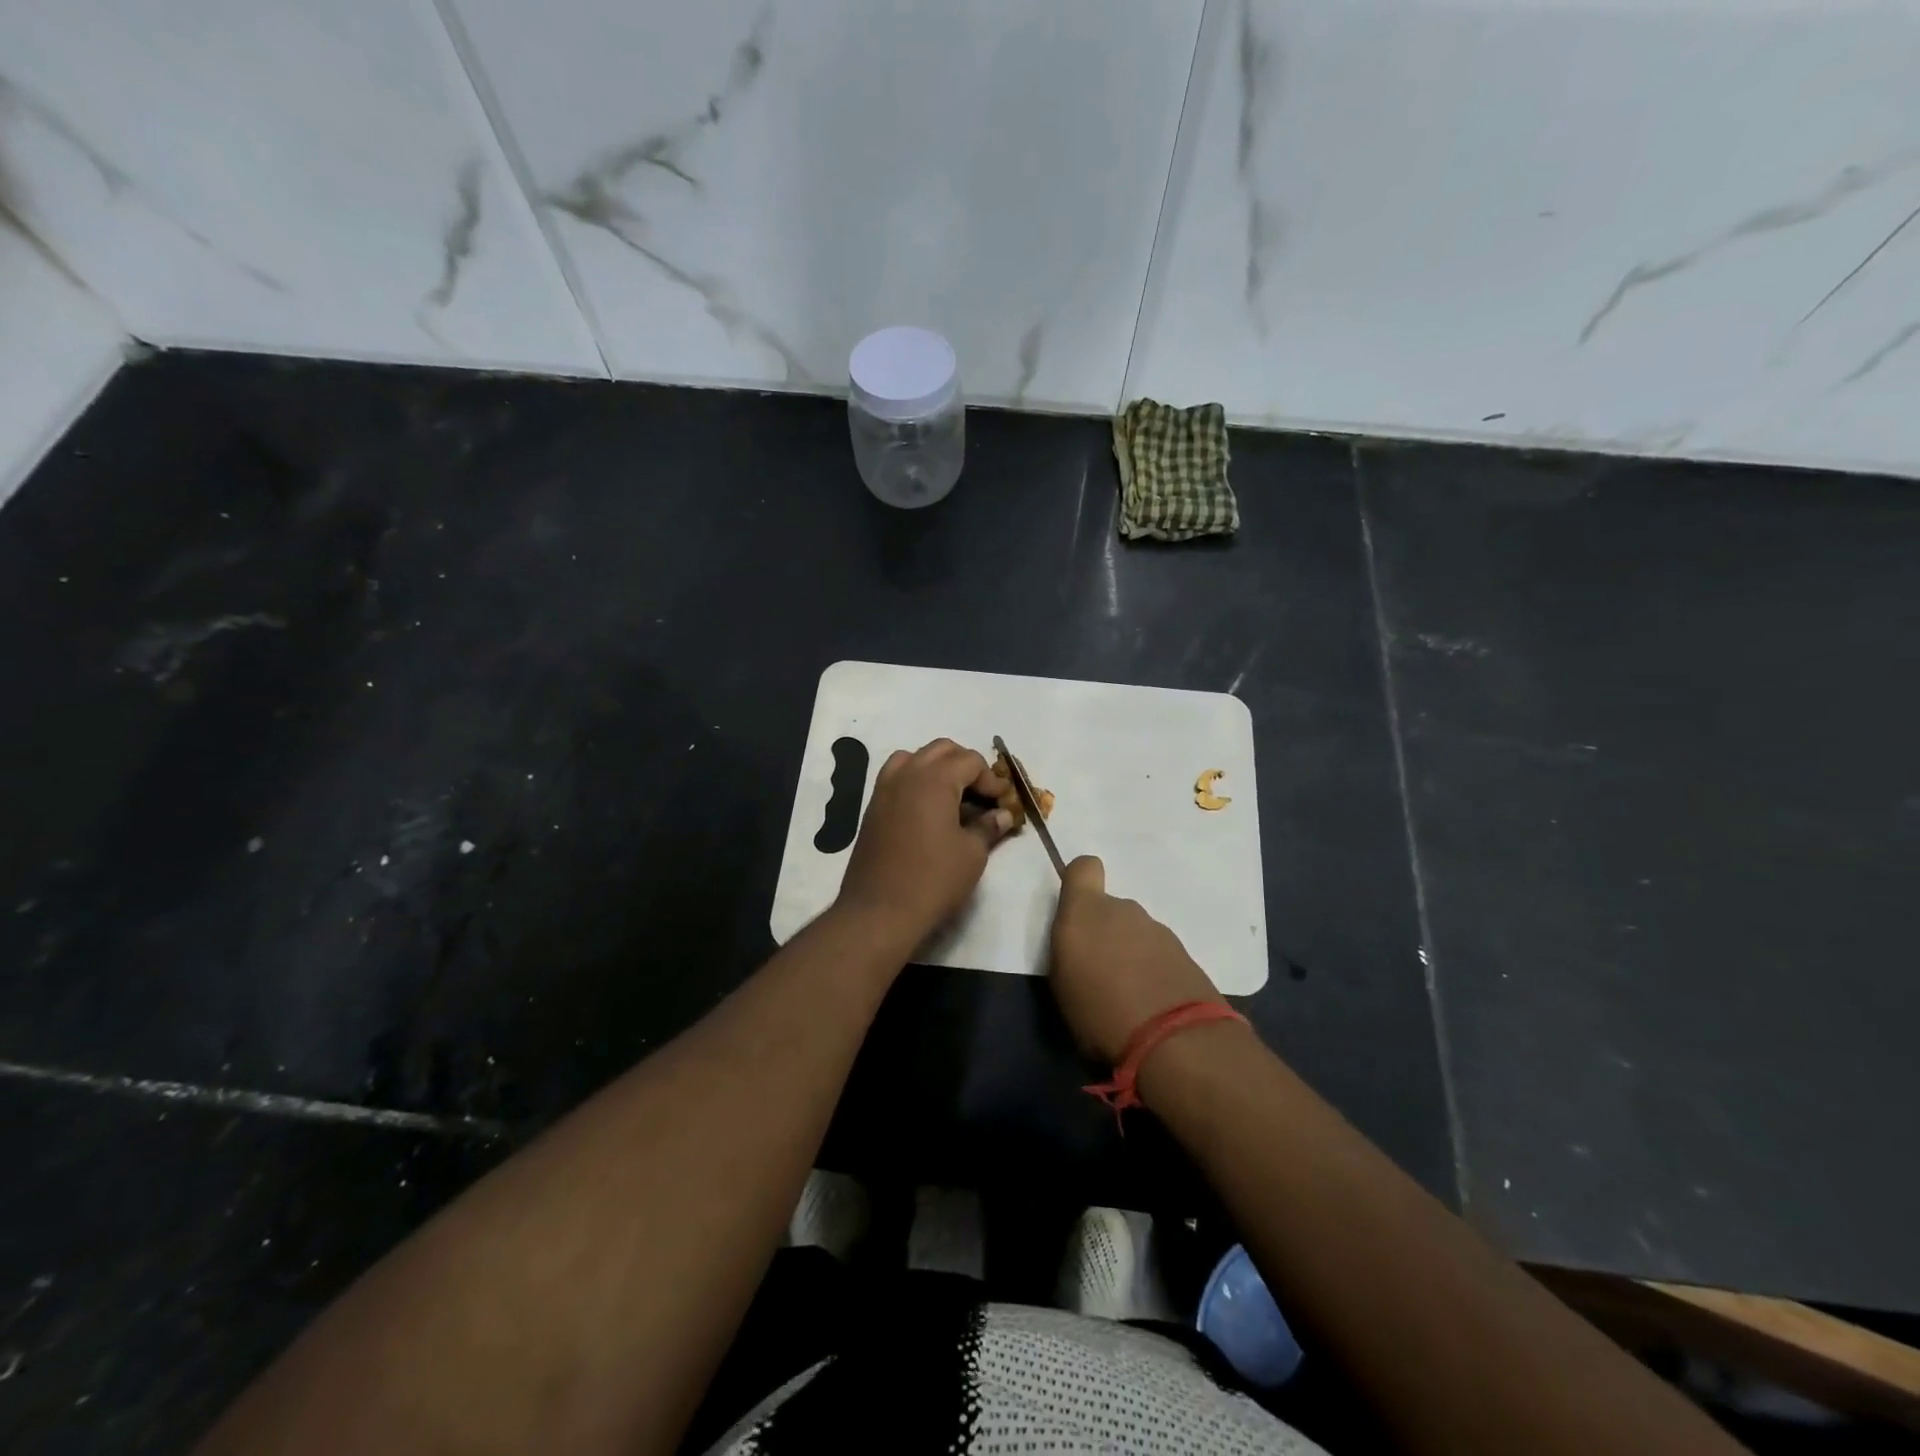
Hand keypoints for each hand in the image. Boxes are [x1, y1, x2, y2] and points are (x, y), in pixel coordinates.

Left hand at [836, 739, 1013, 943]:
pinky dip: (916, 781)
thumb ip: (988, 827)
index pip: (970, 761)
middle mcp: (906, 774)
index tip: (1003, 803)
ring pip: (914, 758)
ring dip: (937, 768)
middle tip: (982, 794)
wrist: (879, 911)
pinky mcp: (873, 808)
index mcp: (934, 779)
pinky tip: (928, 811)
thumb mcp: (972, 854)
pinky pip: (897, 777)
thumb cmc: (933, 880)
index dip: (991, 779)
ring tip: (953, 796)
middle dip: (966, 765)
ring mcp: (884, 789)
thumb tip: (1002, 815)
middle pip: (941, 750)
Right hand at [1048, 855, 1224, 1063]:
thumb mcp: (1062, 987)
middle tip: (1099, 973)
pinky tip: (1152, 1005)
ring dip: (1130, 954)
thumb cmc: (1100, 1013)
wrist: (1175, 1040)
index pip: (1083, 867)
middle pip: (1110, 908)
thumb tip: (1081, 948)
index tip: (1075, 912)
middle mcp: (1123, 910)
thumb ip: (1069, 952)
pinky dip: (1154, 971)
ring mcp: (1158, 930)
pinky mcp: (1185, 954)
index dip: (1079, 883)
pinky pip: (1159, 954)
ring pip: (1136, 933)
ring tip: (1127, 996)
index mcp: (1085, 912)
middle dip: (1105, 933)